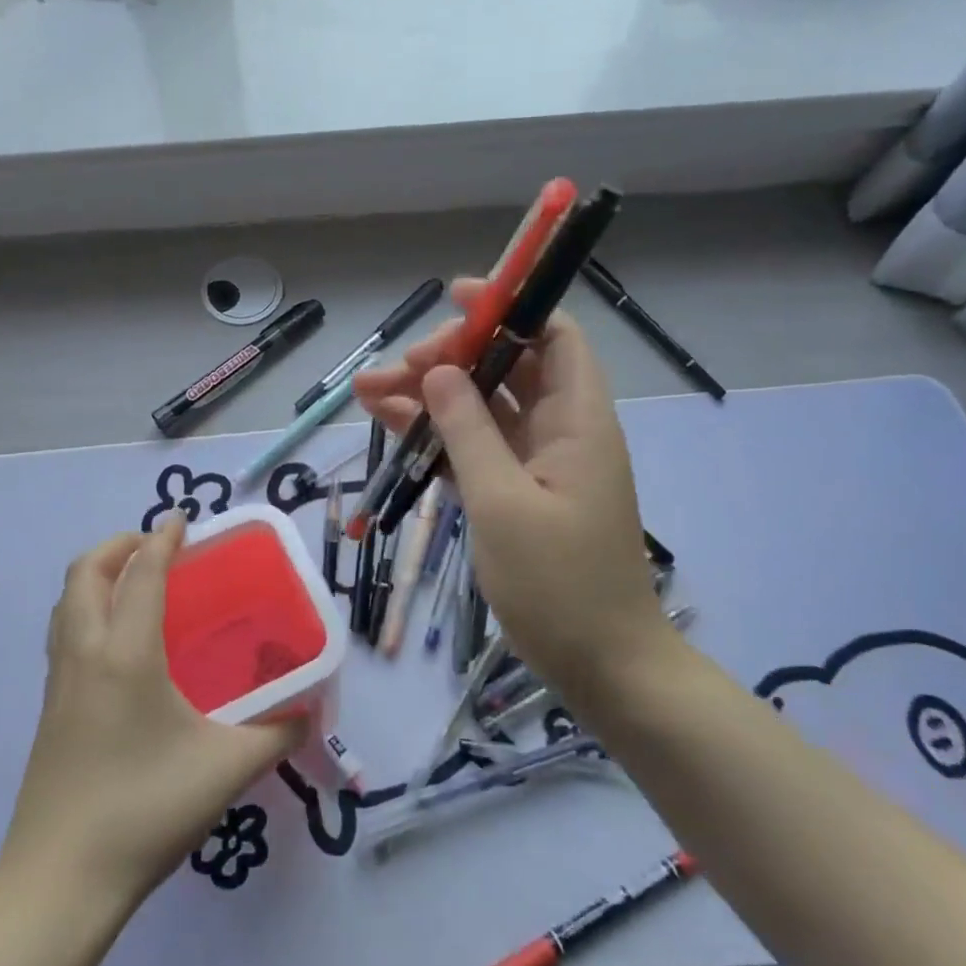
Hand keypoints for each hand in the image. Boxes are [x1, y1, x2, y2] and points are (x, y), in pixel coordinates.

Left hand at [0, 515, 304, 907]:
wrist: (60, 882)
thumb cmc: (145, 811)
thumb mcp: (226, 770)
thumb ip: (276, 735)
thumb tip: (308, 712)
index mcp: (126, 655)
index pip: (141, 574)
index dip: (161, 540)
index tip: (182, 520)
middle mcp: (85, 654)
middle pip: (86, 573)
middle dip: (119, 545)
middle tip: (156, 547)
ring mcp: (59, 682)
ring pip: (67, 602)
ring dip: (97, 575)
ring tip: (135, 581)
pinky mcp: (48, 709)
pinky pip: (64, 632)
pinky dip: (87, 608)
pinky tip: (117, 640)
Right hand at [354, 278, 667, 700]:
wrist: (600, 666)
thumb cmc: (560, 584)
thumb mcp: (503, 502)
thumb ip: (468, 430)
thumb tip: (438, 370)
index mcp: (576, 420)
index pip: (552, 335)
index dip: (509, 307)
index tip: (455, 299)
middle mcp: (557, 430)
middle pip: (502, 368)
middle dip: (446, 358)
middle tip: (394, 369)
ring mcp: (532, 463)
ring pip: (477, 408)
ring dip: (426, 396)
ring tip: (364, 391)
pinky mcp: (512, 492)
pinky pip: (470, 448)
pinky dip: (433, 435)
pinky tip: (387, 424)